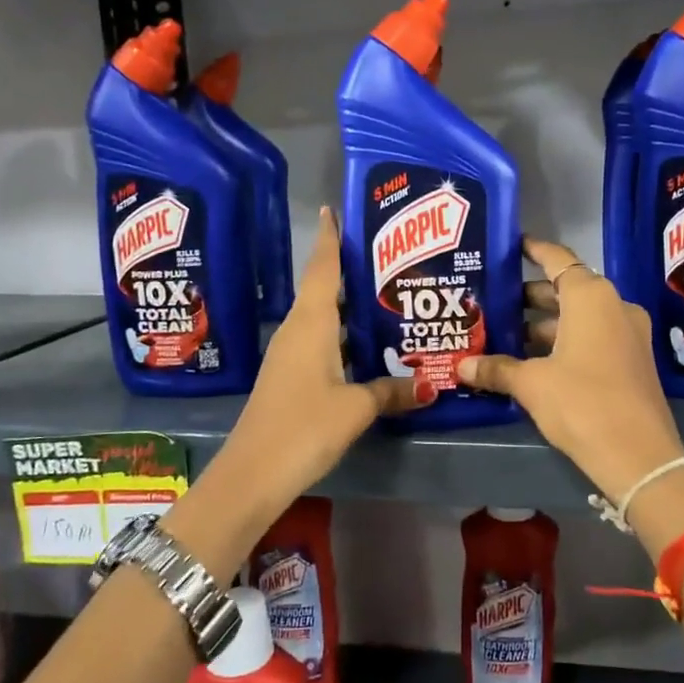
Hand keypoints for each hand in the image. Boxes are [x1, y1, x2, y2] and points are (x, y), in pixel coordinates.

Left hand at [205, 207, 425, 528]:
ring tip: (385, 293)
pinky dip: (341, 331)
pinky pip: (319, 339)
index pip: (322, 269)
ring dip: (347, 302)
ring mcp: (289, 353)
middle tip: (388, 255)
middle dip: (348, 268)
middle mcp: (297, 329)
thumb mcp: (355, 408)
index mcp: (311, 323)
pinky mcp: (289, 375)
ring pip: (322, 315)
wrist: (252, 473)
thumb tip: (430, 384)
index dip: (330, 238)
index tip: (335, 209)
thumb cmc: (304, 427)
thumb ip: (392, 391)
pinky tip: (365, 342)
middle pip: (323, 287)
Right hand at [458, 238, 683, 502]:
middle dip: (529, 297)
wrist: (640, 457)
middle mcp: (614, 305)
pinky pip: (592, 337)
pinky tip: (532, 359)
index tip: (510, 245)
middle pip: (566, 289)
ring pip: (578, 317)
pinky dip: (564, 341)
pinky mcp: (631, 360)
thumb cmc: (582, 403)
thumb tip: (462, 367)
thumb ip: (497, 369)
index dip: (533, 250)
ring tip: (504, 333)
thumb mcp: (532, 384)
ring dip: (545, 324)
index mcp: (591, 297)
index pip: (557, 259)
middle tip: (492, 300)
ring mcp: (628, 333)